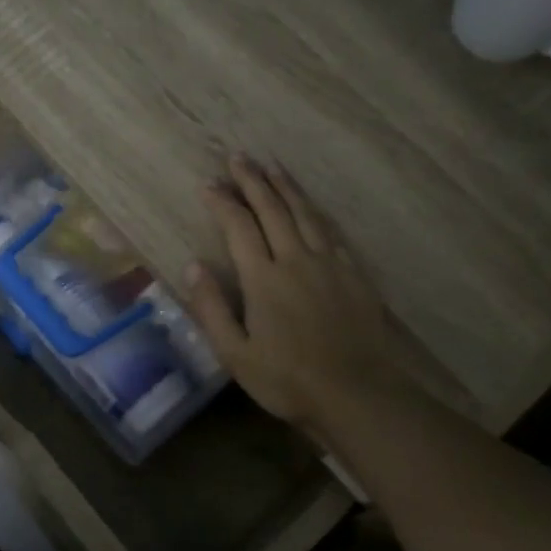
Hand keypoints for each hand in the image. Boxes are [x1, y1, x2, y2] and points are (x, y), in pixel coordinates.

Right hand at [187, 156, 408, 435]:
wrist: (357, 393)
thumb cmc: (287, 380)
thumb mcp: (235, 354)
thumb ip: (212, 308)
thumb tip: (193, 265)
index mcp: (263, 278)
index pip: (238, 226)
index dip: (222, 202)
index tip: (208, 184)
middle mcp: (296, 259)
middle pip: (272, 209)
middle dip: (253, 180)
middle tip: (239, 157)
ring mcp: (329, 264)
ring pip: (305, 213)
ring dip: (286, 187)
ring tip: (272, 166)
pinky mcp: (353, 274)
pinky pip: (331, 231)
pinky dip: (315, 211)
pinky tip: (310, 206)